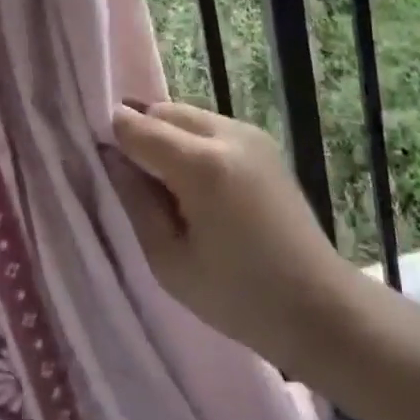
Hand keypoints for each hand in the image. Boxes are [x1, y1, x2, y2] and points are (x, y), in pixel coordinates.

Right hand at [107, 102, 354, 372]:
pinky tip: (198, 186)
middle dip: (142, 133)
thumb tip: (113, 157)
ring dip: (168, 136)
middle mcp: (226, 133)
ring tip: (168, 186)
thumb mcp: (170, 261)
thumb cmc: (239, 298)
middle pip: (164, 111)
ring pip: (188, 115)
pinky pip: (211, 127)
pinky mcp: (262, 141)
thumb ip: (136, 201)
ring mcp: (249, 133)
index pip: (139, 126)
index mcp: (201, 164)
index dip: (114, 135)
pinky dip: (193, 142)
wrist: (320, 307)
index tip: (98, 153)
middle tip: (134, 178)